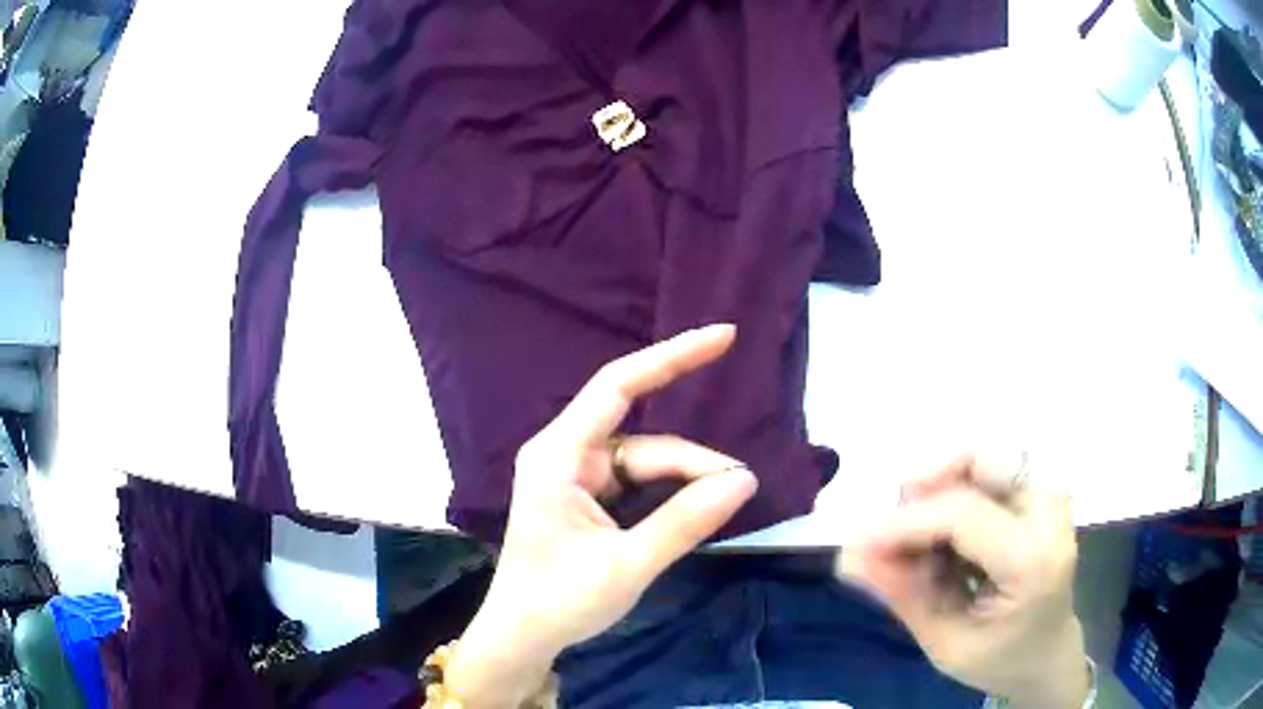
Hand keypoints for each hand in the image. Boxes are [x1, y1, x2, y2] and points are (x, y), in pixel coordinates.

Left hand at [447, 325, 757, 706]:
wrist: (522, 637)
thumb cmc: (560, 601)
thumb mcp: (628, 564)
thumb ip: (686, 521)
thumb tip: (744, 479)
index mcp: (559, 455)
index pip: (619, 385)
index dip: (672, 356)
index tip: (724, 338)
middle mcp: (565, 455)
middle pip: (644, 440)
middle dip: (693, 462)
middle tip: (740, 487)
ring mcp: (575, 477)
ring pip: (645, 464)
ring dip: (685, 481)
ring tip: (725, 502)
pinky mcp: (586, 499)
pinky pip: (637, 484)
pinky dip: (669, 494)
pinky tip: (697, 507)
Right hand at [837, 452, 1089, 708]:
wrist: (1047, 652)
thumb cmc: (999, 658)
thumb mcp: (946, 645)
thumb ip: (903, 596)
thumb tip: (849, 557)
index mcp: (1033, 562)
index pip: (963, 515)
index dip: (904, 523)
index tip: (855, 544)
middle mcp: (1049, 512)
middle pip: (978, 462)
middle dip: (924, 491)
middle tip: (893, 539)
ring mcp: (1050, 494)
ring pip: (981, 457)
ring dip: (938, 492)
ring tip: (923, 546)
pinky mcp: (1042, 489)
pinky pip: (987, 470)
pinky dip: (954, 495)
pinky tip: (946, 541)